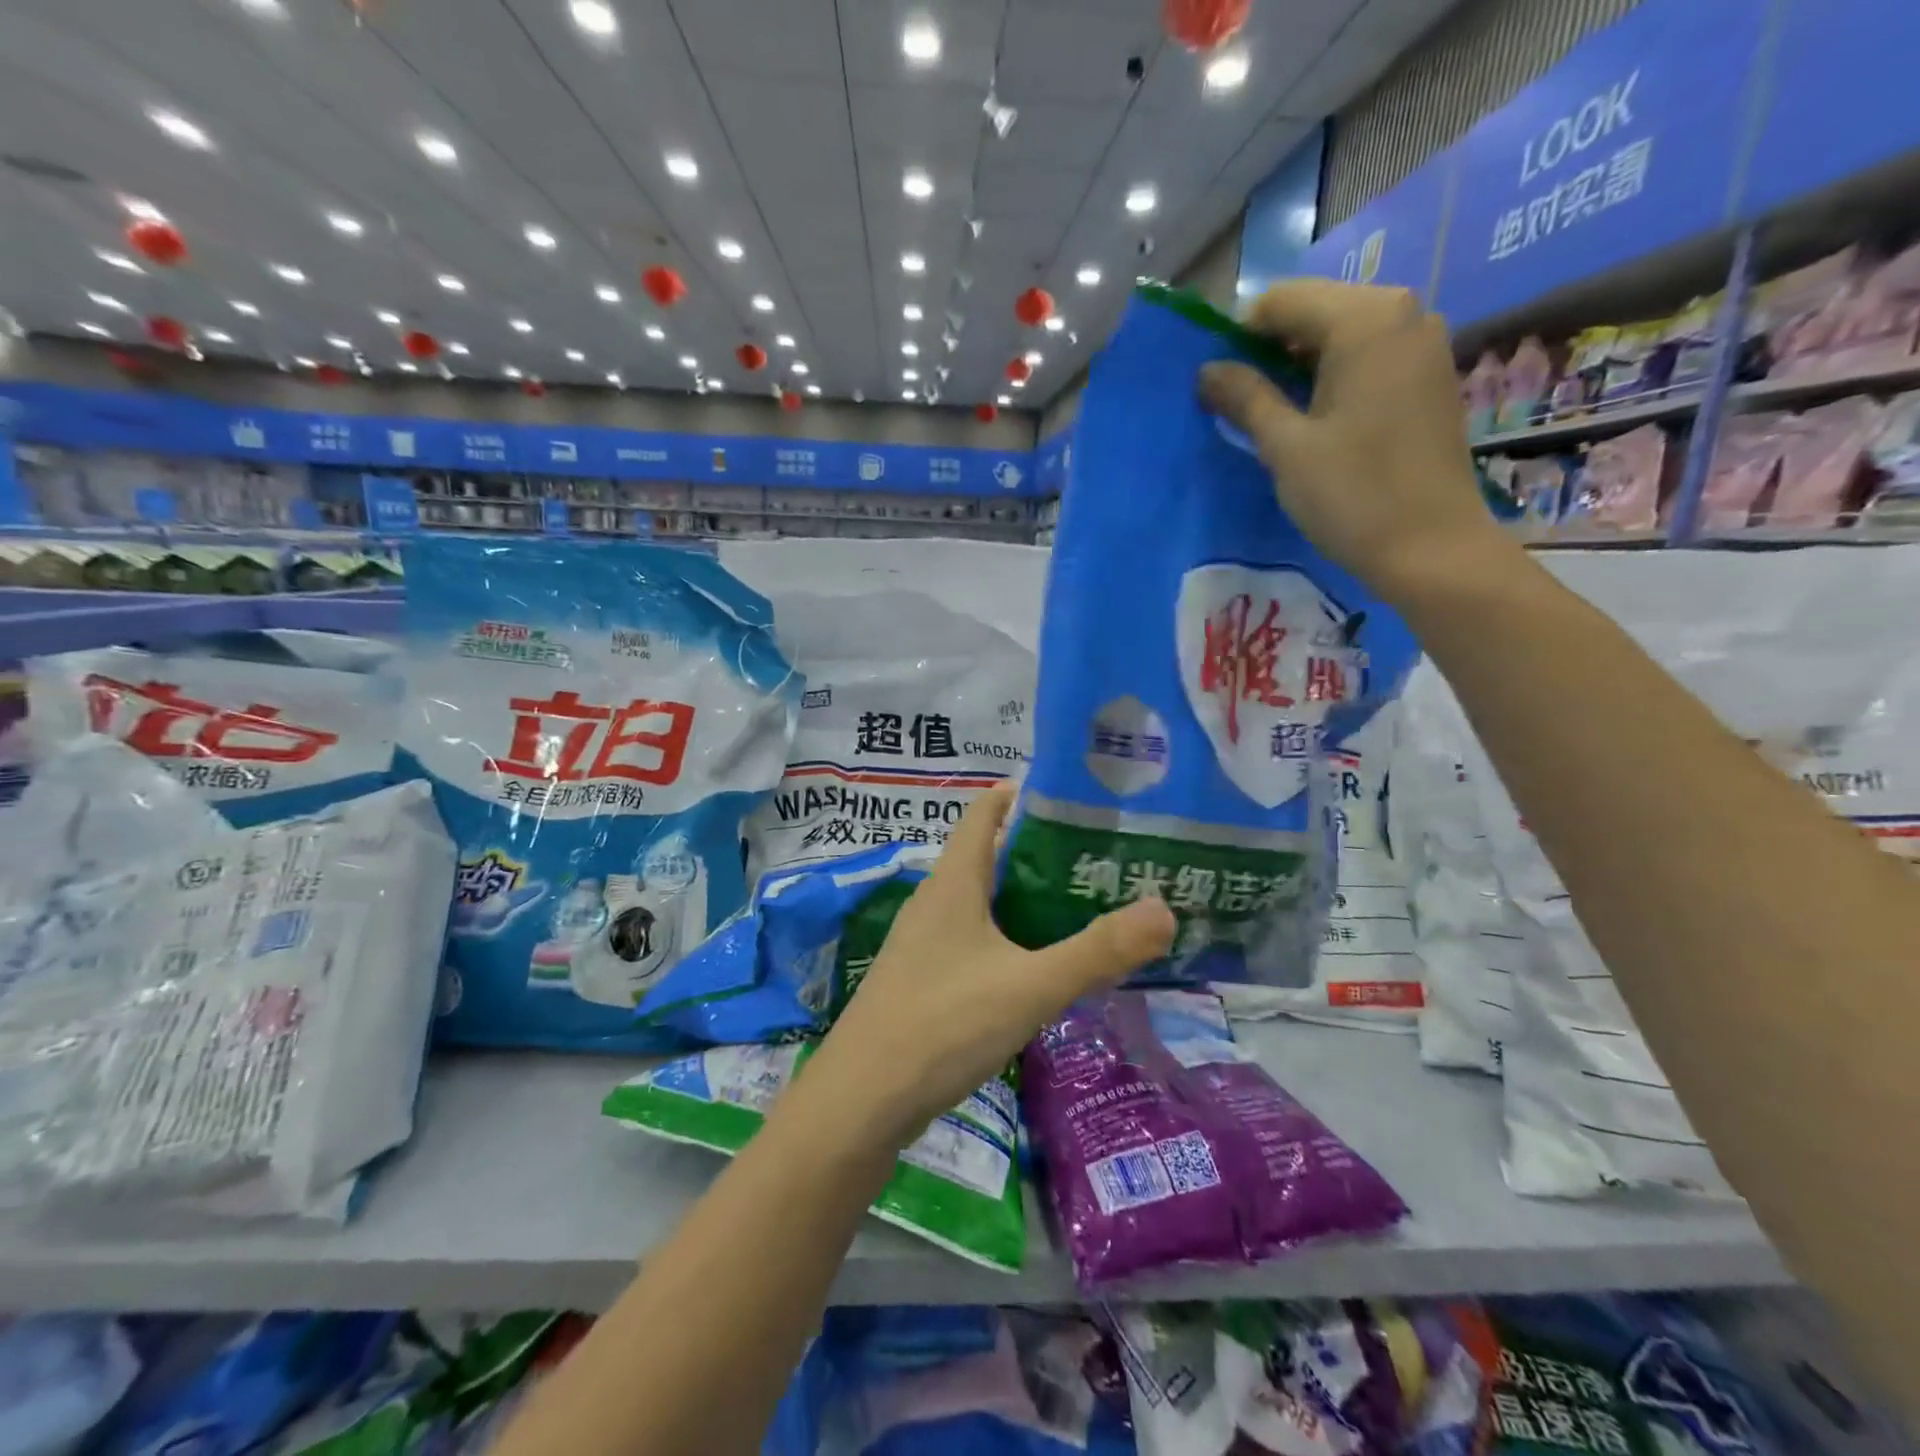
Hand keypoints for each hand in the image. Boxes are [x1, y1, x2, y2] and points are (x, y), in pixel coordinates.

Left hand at [799, 786, 1174, 1143]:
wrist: (860, 1102)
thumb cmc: (943, 1025)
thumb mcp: (1030, 986)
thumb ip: (1097, 951)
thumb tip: (1164, 909)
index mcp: (953, 881)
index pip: (985, 812)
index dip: (1025, 795)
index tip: (1078, 799)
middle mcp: (934, 901)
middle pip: (989, 856)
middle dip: (1042, 853)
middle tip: (1102, 861)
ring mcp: (923, 942)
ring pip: (983, 903)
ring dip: (1027, 900)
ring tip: (1083, 910)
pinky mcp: (922, 980)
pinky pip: (973, 941)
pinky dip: (1008, 939)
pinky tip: (1039, 969)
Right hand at [1199, 280, 1520, 605]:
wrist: (1430, 546)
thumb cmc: (1352, 495)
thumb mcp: (1285, 447)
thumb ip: (1245, 397)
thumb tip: (1207, 370)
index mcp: (1364, 320)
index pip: (1282, 301)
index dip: (1239, 336)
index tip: (1217, 382)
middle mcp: (1403, 312)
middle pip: (1315, 310)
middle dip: (1270, 348)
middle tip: (1239, 401)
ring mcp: (1423, 341)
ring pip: (1341, 333)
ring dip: (1299, 364)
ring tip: (1273, 414)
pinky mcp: (1430, 373)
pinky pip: (1368, 354)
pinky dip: (1333, 374)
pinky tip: (1316, 417)